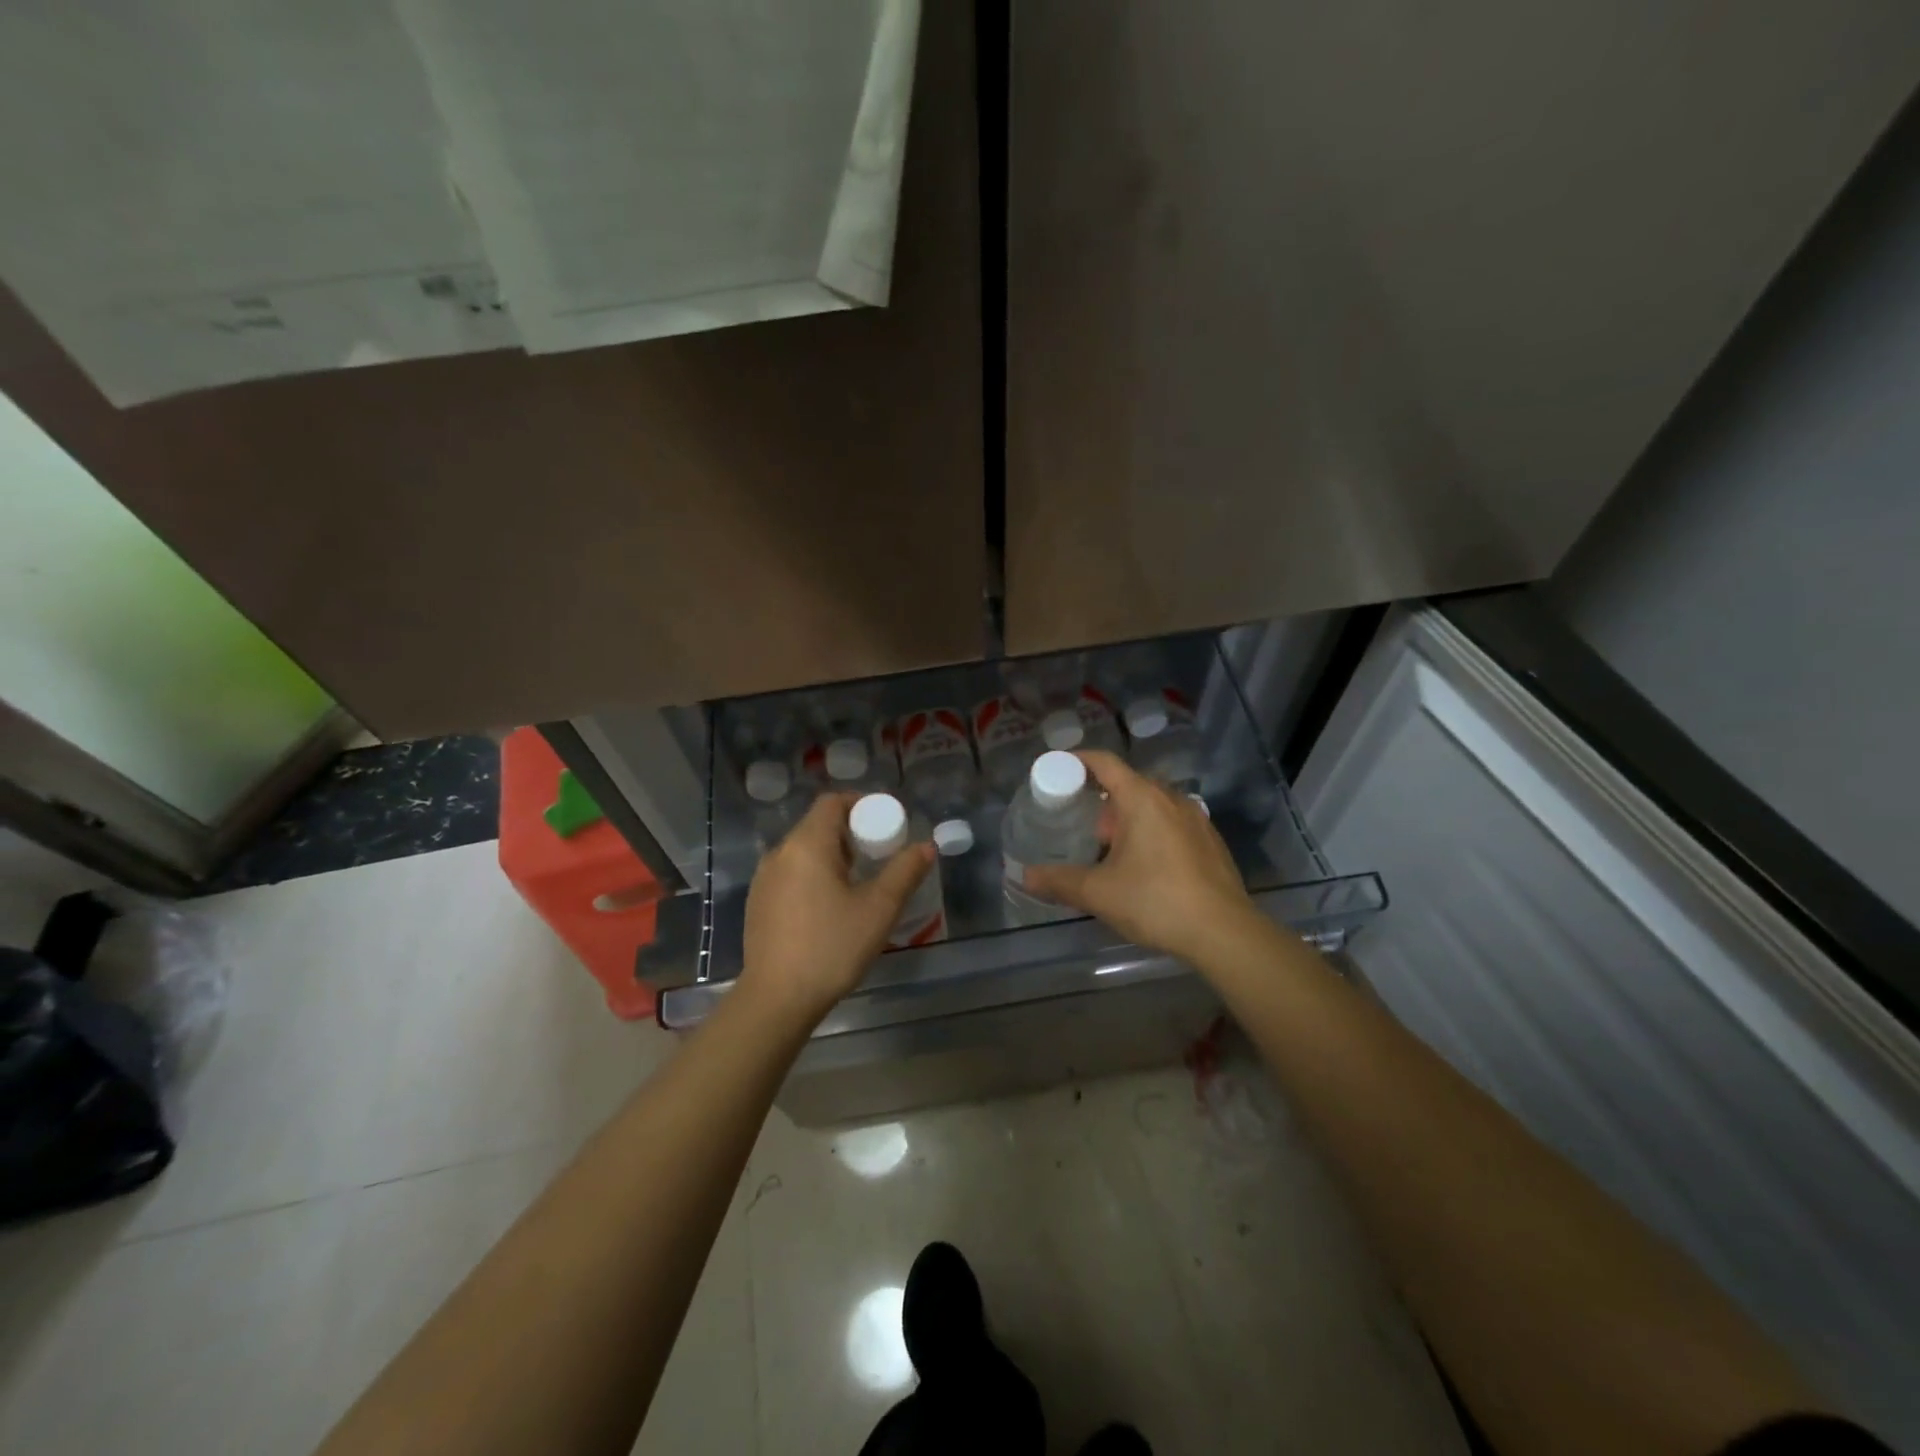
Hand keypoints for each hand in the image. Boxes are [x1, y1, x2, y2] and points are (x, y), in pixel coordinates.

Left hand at [736, 793, 935, 1025]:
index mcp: (807, 844)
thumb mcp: (879, 909)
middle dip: (850, 833)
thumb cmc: (832, 947)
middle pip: (817, 825)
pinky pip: (790, 874)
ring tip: (857, 884)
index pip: (832, 802)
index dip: (860, 805)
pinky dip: (813, 876)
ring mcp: (764, 879)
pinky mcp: (757, 904)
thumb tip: (925, 846)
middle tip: (878, 857)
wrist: (777, 999)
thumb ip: (904, 872)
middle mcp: (779, 853)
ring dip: (831, 856)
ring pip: (803, 852)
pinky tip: (828, 908)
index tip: (884, 825)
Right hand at [1022, 750, 1259, 966]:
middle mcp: (1171, 798)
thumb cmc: (1156, 900)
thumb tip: (1025, 876)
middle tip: (1079, 821)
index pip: (1104, 762)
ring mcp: (1196, 819)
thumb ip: (1059, 881)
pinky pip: (1172, 823)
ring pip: (1153, 805)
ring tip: (1109, 847)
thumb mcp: (1099, 892)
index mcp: (1142, 798)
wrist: (1224, 932)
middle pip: (1129, 783)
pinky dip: (1152, 831)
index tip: (1058, 768)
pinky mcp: (1210, 842)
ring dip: (1128, 817)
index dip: (1078, 760)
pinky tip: (1144, 866)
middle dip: (1101, 798)